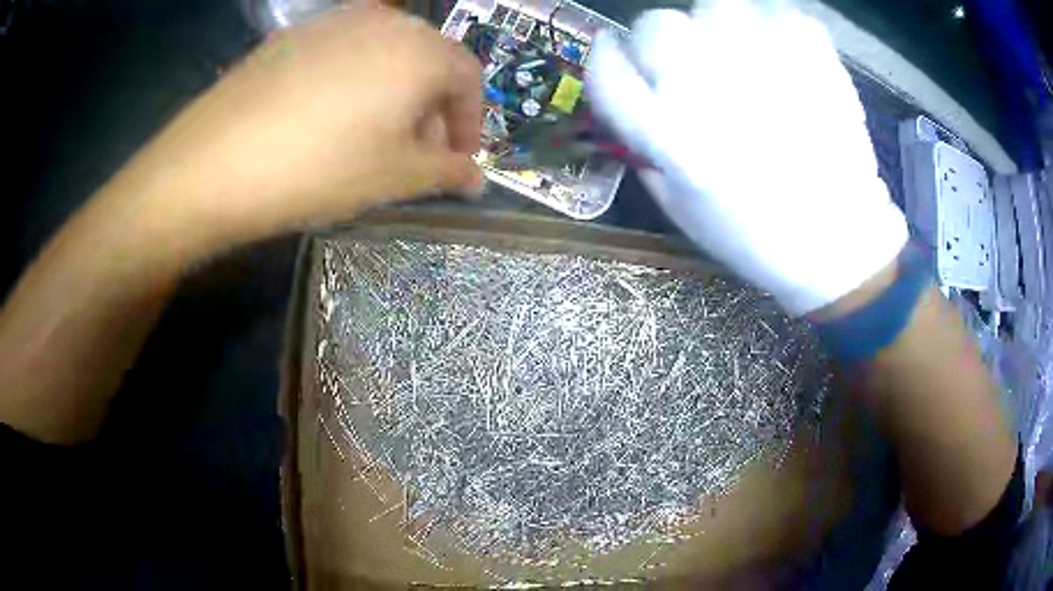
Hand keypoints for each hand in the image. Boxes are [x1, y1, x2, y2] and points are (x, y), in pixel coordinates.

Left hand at [110, 5, 482, 254]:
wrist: (213, 163)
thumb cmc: (318, 168)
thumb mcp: (394, 177)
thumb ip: (447, 171)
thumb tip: (476, 177)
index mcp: (420, 49)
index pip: (470, 79)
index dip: (471, 123)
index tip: (457, 161)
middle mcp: (384, 21)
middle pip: (428, 62)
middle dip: (432, 111)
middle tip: (415, 156)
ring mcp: (333, 22)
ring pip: (385, 55)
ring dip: (393, 96)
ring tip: (371, 139)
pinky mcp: (294, 36)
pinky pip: (343, 54)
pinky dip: (354, 84)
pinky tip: (327, 119)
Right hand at [586, 2, 907, 314]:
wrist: (838, 241)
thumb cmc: (755, 236)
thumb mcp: (679, 206)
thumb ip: (645, 144)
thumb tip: (635, 91)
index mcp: (673, 136)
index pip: (608, 71)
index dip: (605, 56)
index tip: (614, 52)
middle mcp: (710, 90)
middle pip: (658, 26)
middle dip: (662, 43)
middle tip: (691, 67)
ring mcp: (765, 66)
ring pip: (715, 6)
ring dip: (717, 28)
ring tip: (741, 58)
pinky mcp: (811, 58)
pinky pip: (777, 14)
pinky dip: (776, 30)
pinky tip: (783, 61)